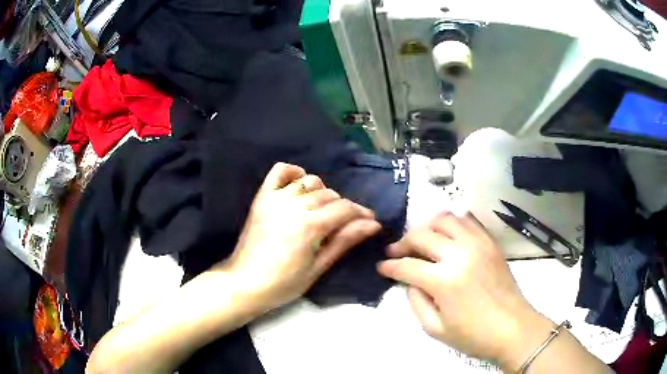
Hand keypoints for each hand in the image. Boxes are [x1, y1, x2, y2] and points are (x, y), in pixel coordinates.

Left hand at [220, 162, 380, 312]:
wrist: (245, 283)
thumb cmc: (284, 283)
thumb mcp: (318, 267)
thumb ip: (344, 241)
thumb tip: (372, 224)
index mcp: (310, 225)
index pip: (345, 208)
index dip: (361, 213)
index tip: (370, 221)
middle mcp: (294, 205)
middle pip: (330, 195)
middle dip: (343, 207)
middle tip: (344, 225)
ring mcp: (276, 198)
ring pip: (310, 182)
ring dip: (322, 193)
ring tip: (322, 211)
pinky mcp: (262, 197)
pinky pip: (280, 172)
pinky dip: (293, 173)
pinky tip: (300, 184)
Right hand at [377, 212, 552, 368]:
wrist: (513, 329)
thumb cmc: (473, 336)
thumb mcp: (435, 329)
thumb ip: (416, 302)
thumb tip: (410, 281)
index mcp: (444, 280)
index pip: (407, 265)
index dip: (390, 266)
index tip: (381, 266)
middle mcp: (460, 254)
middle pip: (423, 235)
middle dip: (403, 242)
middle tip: (396, 252)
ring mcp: (478, 244)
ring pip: (445, 219)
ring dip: (427, 226)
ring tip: (421, 239)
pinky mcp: (491, 243)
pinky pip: (469, 222)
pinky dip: (453, 223)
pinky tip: (447, 235)